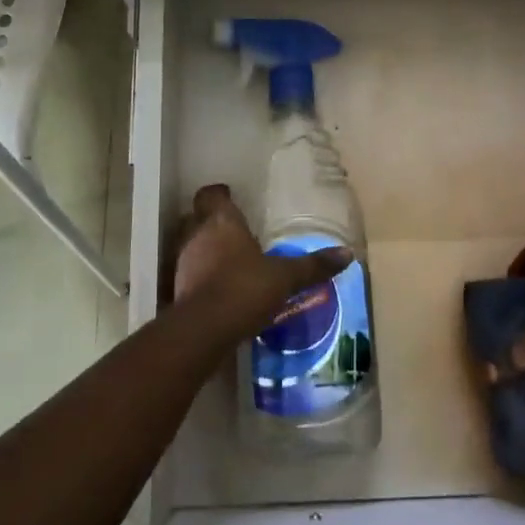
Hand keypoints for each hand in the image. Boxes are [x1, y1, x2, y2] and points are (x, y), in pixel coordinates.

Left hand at [170, 184, 353, 343]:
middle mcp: (198, 234)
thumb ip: (312, 266)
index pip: (212, 195)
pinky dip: (200, 275)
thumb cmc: (245, 289)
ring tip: (228, 261)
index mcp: (223, 222)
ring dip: (205, 249)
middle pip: (199, 217)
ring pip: (192, 244)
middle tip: (234, 231)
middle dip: (212, 222)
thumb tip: (347, 254)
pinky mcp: (177, 287)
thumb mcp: (285, 278)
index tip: (230, 197)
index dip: (220, 194)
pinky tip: (218, 288)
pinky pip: (189, 271)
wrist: (205, 329)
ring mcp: (184, 261)